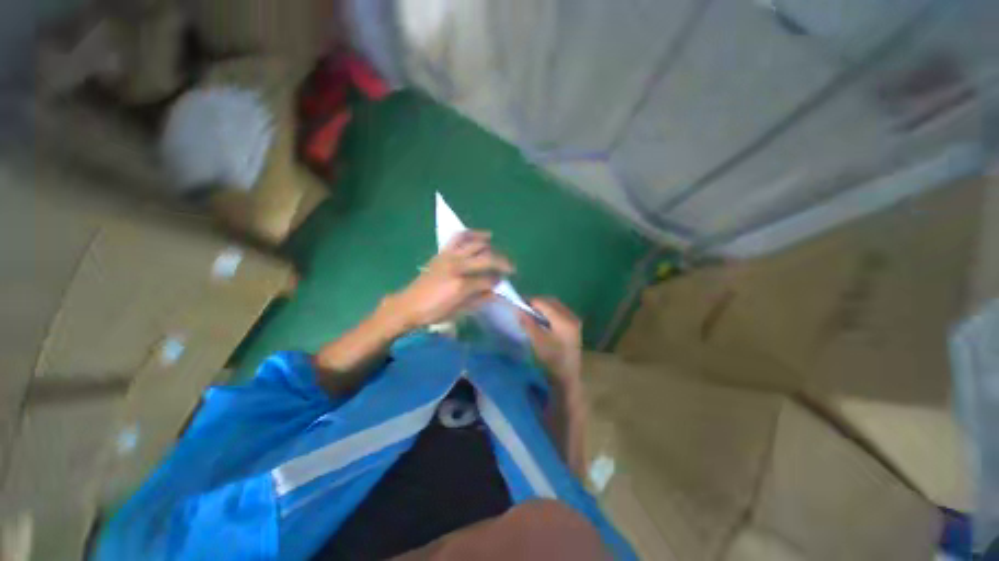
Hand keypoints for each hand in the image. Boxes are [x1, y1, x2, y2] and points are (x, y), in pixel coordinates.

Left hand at [386, 230, 513, 329]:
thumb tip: (495, 292)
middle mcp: (457, 266)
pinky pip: (459, 238)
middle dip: (502, 262)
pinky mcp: (442, 253)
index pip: (488, 279)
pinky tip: (483, 236)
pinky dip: (473, 234)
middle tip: (511, 268)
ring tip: (499, 251)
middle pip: (486, 258)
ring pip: (475, 244)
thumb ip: (479, 300)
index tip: (504, 283)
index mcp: (461, 285)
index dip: (499, 281)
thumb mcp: (458, 311)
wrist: (408, 305)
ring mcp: (449, 257)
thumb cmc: (434, 312)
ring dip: (490, 246)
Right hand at [519, 298, 582, 383]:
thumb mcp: (538, 341)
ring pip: (556, 306)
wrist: (568, 377)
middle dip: (537, 303)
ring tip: (531, 314)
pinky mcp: (574, 326)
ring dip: (544, 307)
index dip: (530, 302)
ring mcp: (574, 321)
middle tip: (524, 308)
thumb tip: (518, 310)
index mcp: (563, 320)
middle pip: (551, 302)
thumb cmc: (552, 360)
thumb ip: (528, 323)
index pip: (544, 303)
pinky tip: (542, 320)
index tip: (518, 305)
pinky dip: (550, 312)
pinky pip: (560, 312)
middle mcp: (571, 317)